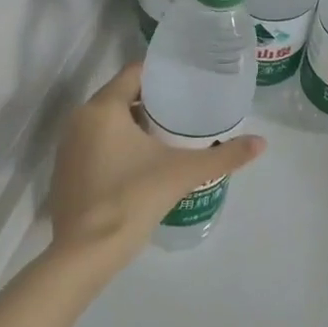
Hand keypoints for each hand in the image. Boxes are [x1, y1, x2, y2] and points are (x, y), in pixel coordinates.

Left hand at [47, 62, 265, 273]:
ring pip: (108, 122)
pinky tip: (143, 162)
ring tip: (170, 134)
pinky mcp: (65, 171)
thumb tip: (262, 142)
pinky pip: (96, 144)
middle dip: (152, 101)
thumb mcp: (183, 173)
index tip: (188, 80)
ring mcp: (68, 146)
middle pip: (121, 96)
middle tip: (186, 109)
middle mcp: (79, 119)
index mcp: (103, 108)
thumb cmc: (131, 199)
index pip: (134, 72)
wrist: (84, 254)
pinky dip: (118, 144)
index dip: (161, 74)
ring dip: (135, 124)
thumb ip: (224, 156)